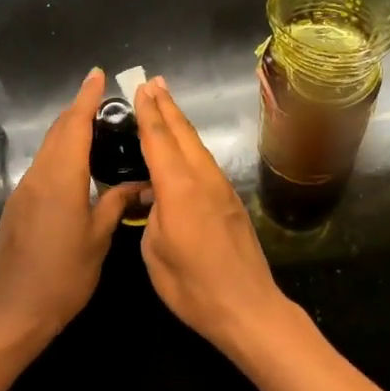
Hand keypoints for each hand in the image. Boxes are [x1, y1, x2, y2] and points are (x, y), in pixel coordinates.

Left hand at [0, 69, 143, 344]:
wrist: (16, 309)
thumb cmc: (65, 276)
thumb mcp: (98, 240)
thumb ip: (116, 204)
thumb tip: (138, 184)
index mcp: (61, 180)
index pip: (75, 126)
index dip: (86, 98)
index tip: (98, 75)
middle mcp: (38, 177)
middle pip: (58, 132)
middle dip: (78, 110)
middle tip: (103, 98)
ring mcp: (24, 191)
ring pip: (48, 149)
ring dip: (68, 132)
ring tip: (95, 126)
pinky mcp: (18, 206)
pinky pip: (42, 168)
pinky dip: (60, 155)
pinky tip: (76, 164)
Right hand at [134, 77, 289, 352]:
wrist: (247, 308)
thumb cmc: (193, 287)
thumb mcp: (155, 253)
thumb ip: (152, 217)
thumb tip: (156, 199)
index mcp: (179, 190)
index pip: (159, 141)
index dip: (148, 114)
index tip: (142, 88)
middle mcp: (203, 181)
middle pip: (183, 135)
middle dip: (167, 107)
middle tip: (154, 82)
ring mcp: (222, 191)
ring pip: (198, 148)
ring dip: (181, 124)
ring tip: (167, 104)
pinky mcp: (232, 204)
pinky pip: (206, 165)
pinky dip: (192, 148)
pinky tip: (185, 150)